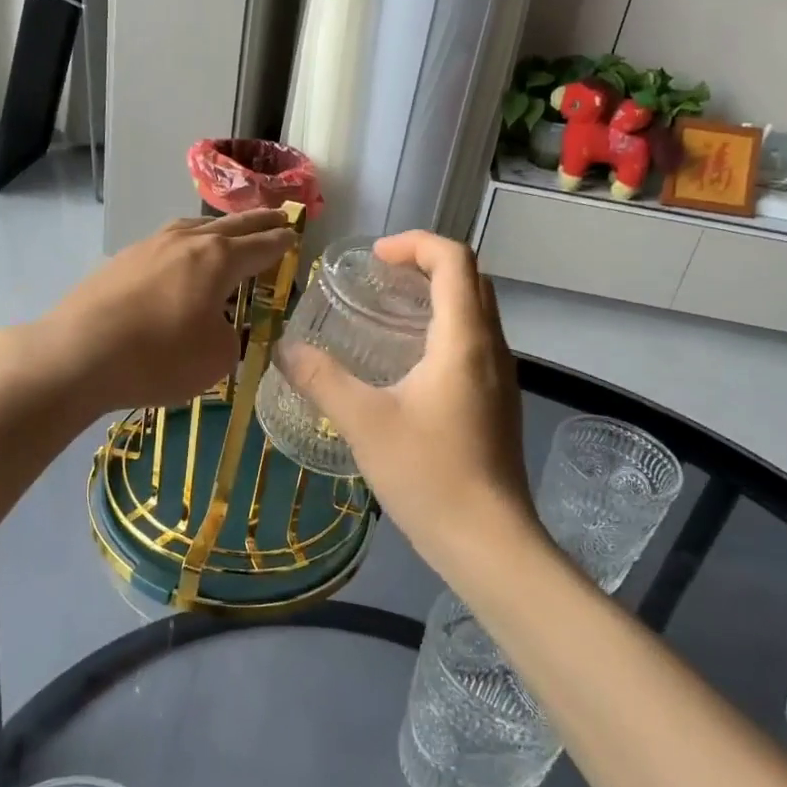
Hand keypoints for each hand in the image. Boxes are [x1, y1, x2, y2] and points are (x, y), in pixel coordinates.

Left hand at [29, 211, 297, 412]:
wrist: (76, 354)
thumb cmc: (157, 357)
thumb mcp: (215, 358)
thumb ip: (230, 336)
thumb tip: (218, 324)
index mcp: (218, 259)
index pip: (262, 245)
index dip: (282, 242)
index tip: (296, 234)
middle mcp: (186, 241)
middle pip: (232, 226)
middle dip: (259, 222)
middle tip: (279, 215)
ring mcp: (150, 245)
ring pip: (195, 227)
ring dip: (219, 228)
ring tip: (230, 232)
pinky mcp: (122, 259)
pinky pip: (168, 243)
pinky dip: (187, 245)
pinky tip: (181, 258)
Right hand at [279, 232, 537, 569]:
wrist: (489, 542)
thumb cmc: (429, 474)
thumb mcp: (364, 422)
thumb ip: (322, 380)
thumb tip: (285, 351)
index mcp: (464, 339)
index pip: (454, 259)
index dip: (414, 243)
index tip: (374, 258)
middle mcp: (492, 347)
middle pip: (469, 279)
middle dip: (425, 264)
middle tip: (378, 279)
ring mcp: (501, 376)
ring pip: (475, 311)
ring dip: (436, 296)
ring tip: (388, 313)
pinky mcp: (499, 402)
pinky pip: (474, 343)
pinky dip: (444, 329)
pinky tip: (408, 363)